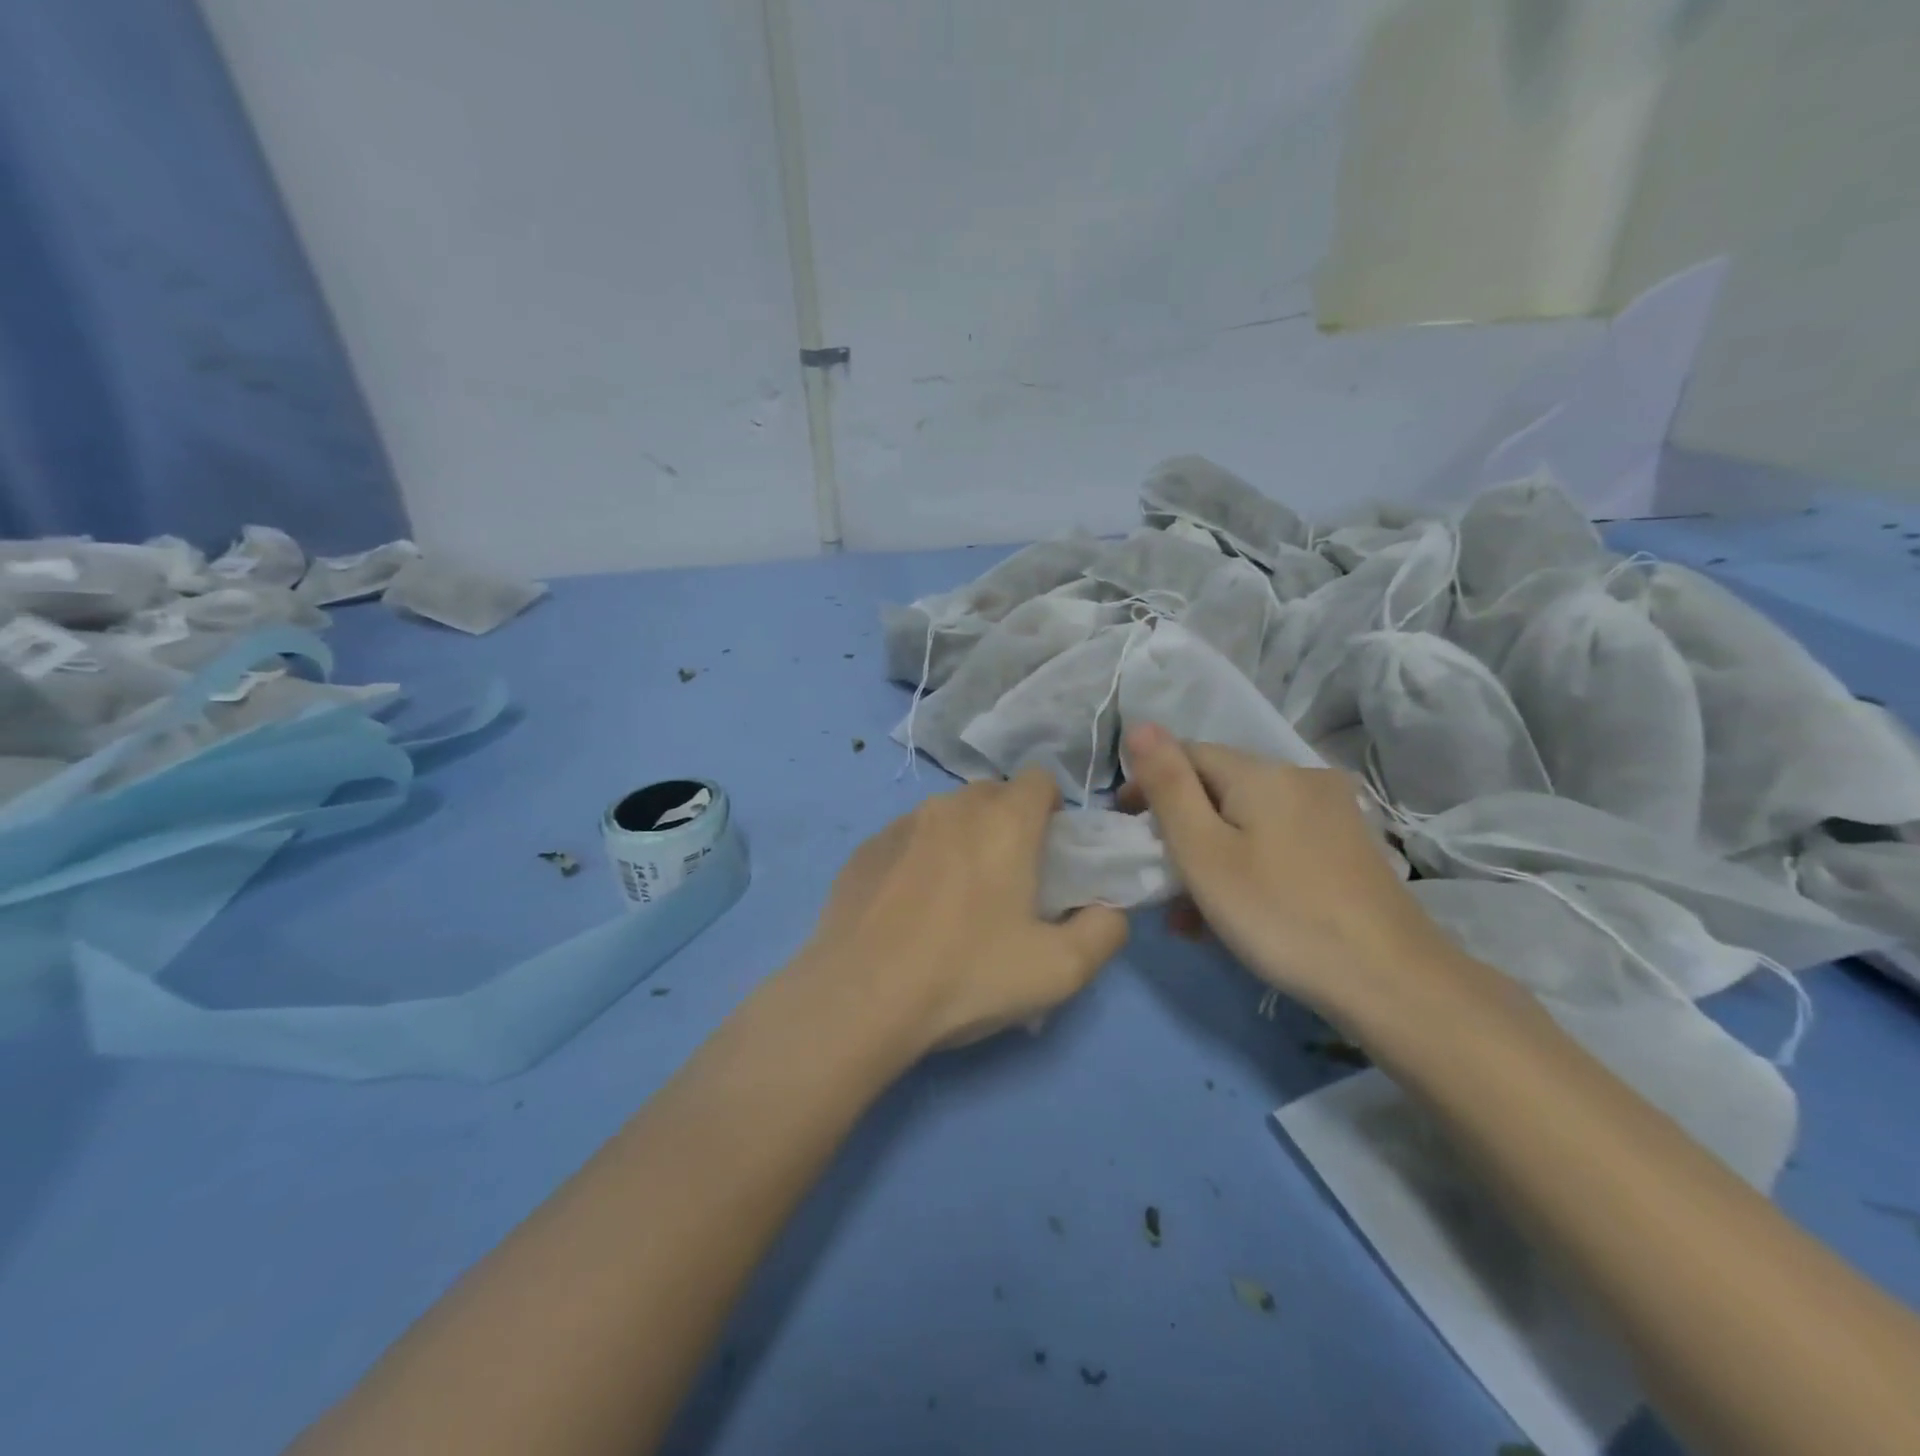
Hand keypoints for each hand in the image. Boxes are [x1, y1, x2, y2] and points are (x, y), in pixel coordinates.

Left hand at [803, 770, 1128, 1052]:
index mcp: (1003, 821)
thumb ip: (1105, 931)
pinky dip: (919, 858)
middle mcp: (951, 807)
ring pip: (946, 814)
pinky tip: (909, 909)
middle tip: (1008, 879)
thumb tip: (1108, 909)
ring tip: (954, 898)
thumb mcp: (1060, 970)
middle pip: (992, 794)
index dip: (1052, 808)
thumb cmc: (967, 975)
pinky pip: (906, 838)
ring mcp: (900, 824)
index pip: (1040, 779)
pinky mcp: (864, 849)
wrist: (860, 998)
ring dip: (961, 839)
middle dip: (1008, 822)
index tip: (1050, 851)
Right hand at [1119, 724, 1458, 1018]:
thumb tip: (1141, 726)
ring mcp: (1332, 813)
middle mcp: (1302, 778)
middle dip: (1181, 831)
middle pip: (1219, 791)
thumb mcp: (1203, 852)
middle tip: (1158, 886)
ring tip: (1190, 918)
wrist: (1391, 982)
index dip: (1150, 785)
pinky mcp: (1349, 848)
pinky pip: (1279, 843)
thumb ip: (1168, 786)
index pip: (1188, 755)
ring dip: (1211, 858)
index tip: (1128, 830)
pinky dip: (1249, 867)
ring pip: (1249, 822)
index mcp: (1264, 772)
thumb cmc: (1279, 914)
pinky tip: (1237, 914)